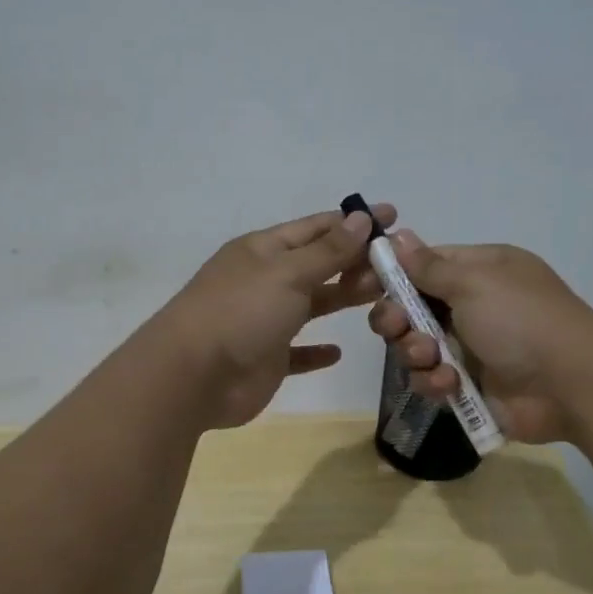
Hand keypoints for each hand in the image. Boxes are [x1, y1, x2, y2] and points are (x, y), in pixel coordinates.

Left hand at [153, 202, 396, 429]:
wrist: (193, 376)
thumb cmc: (241, 312)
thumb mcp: (288, 272)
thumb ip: (328, 250)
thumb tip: (359, 217)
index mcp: (264, 250)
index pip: (317, 228)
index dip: (354, 221)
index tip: (392, 217)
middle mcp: (265, 280)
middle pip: (318, 264)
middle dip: (356, 260)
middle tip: (399, 263)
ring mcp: (265, 321)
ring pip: (312, 304)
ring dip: (343, 297)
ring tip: (383, 296)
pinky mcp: (266, 359)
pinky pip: (297, 351)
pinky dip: (316, 351)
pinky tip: (337, 352)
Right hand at [366, 232, 592, 443]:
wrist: (571, 385)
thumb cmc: (521, 320)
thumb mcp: (474, 282)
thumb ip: (428, 266)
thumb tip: (397, 235)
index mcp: (478, 271)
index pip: (422, 265)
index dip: (391, 275)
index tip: (360, 286)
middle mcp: (472, 305)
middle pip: (410, 308)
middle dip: (398, 320)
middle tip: (400, 328)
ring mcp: (470, 346)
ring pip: (415, 346)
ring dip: (416, 353)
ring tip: (433, 360)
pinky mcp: (469, 384)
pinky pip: (431, 379)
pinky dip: (434, 382)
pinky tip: (449, 385)